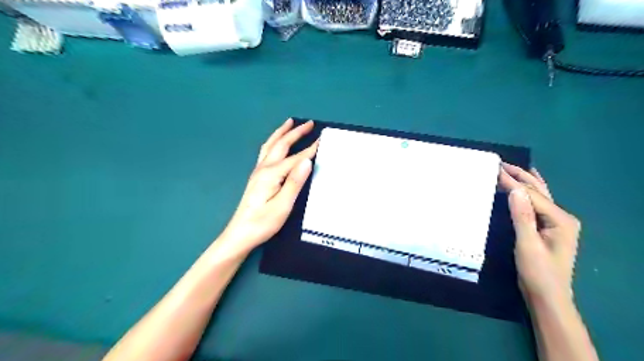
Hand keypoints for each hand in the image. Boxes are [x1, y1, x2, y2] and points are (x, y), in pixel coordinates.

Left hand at [221, 119, 318, 252]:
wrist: (240, 234)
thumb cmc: (263, 222)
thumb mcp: (283, 205)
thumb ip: (295, 182)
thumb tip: (307, 161)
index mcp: (272, 174)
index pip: (296, 158)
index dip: (310, 148)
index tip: (323, 138)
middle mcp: (264, 168)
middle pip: (281, 145)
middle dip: (295, 132)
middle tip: (309, 123)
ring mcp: (258, 171)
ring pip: (270, 145)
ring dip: (281, 132)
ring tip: (289, 123)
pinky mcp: (256, 177)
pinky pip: (266, 152)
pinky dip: (274, 141)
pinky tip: (275, 143)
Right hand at [498, 163, 583, 303]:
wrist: (547, 296)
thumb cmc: (537, 272)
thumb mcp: (527, 244)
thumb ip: (522, 216)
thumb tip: (515, 189)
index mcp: (560, 219)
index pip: (531, 195)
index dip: (512, 182)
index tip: (494, 170)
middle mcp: (562, 217)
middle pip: (539, 191)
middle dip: (520, 176)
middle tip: (501, 164)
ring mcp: (557, 223)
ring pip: (539, 196)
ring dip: (525, 181)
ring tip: (513, 168)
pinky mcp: (549, 228)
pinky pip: (537, 204)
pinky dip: (528, 193)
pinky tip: (526, 186)